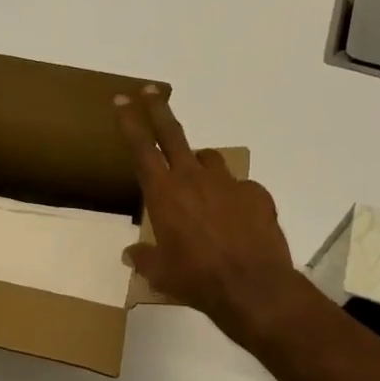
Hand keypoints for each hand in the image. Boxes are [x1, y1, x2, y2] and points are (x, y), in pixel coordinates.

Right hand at [115, 86, 312, 348]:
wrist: (253, 288)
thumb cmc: (197, 279)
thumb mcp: (161, 274)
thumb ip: (144, 259)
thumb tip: (131, 255)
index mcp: (164, 193)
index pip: (141, 147)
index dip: (129, 121)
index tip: (122, 99)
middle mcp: (194, 179)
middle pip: (172, 133)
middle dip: (158, 109)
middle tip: (151, 92)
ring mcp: (229, 184)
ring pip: (209, 159)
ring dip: (199, 164)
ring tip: (198, 185)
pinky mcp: (257, 195)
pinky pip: (239, 188)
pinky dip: (232, 198)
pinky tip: (234, 221)